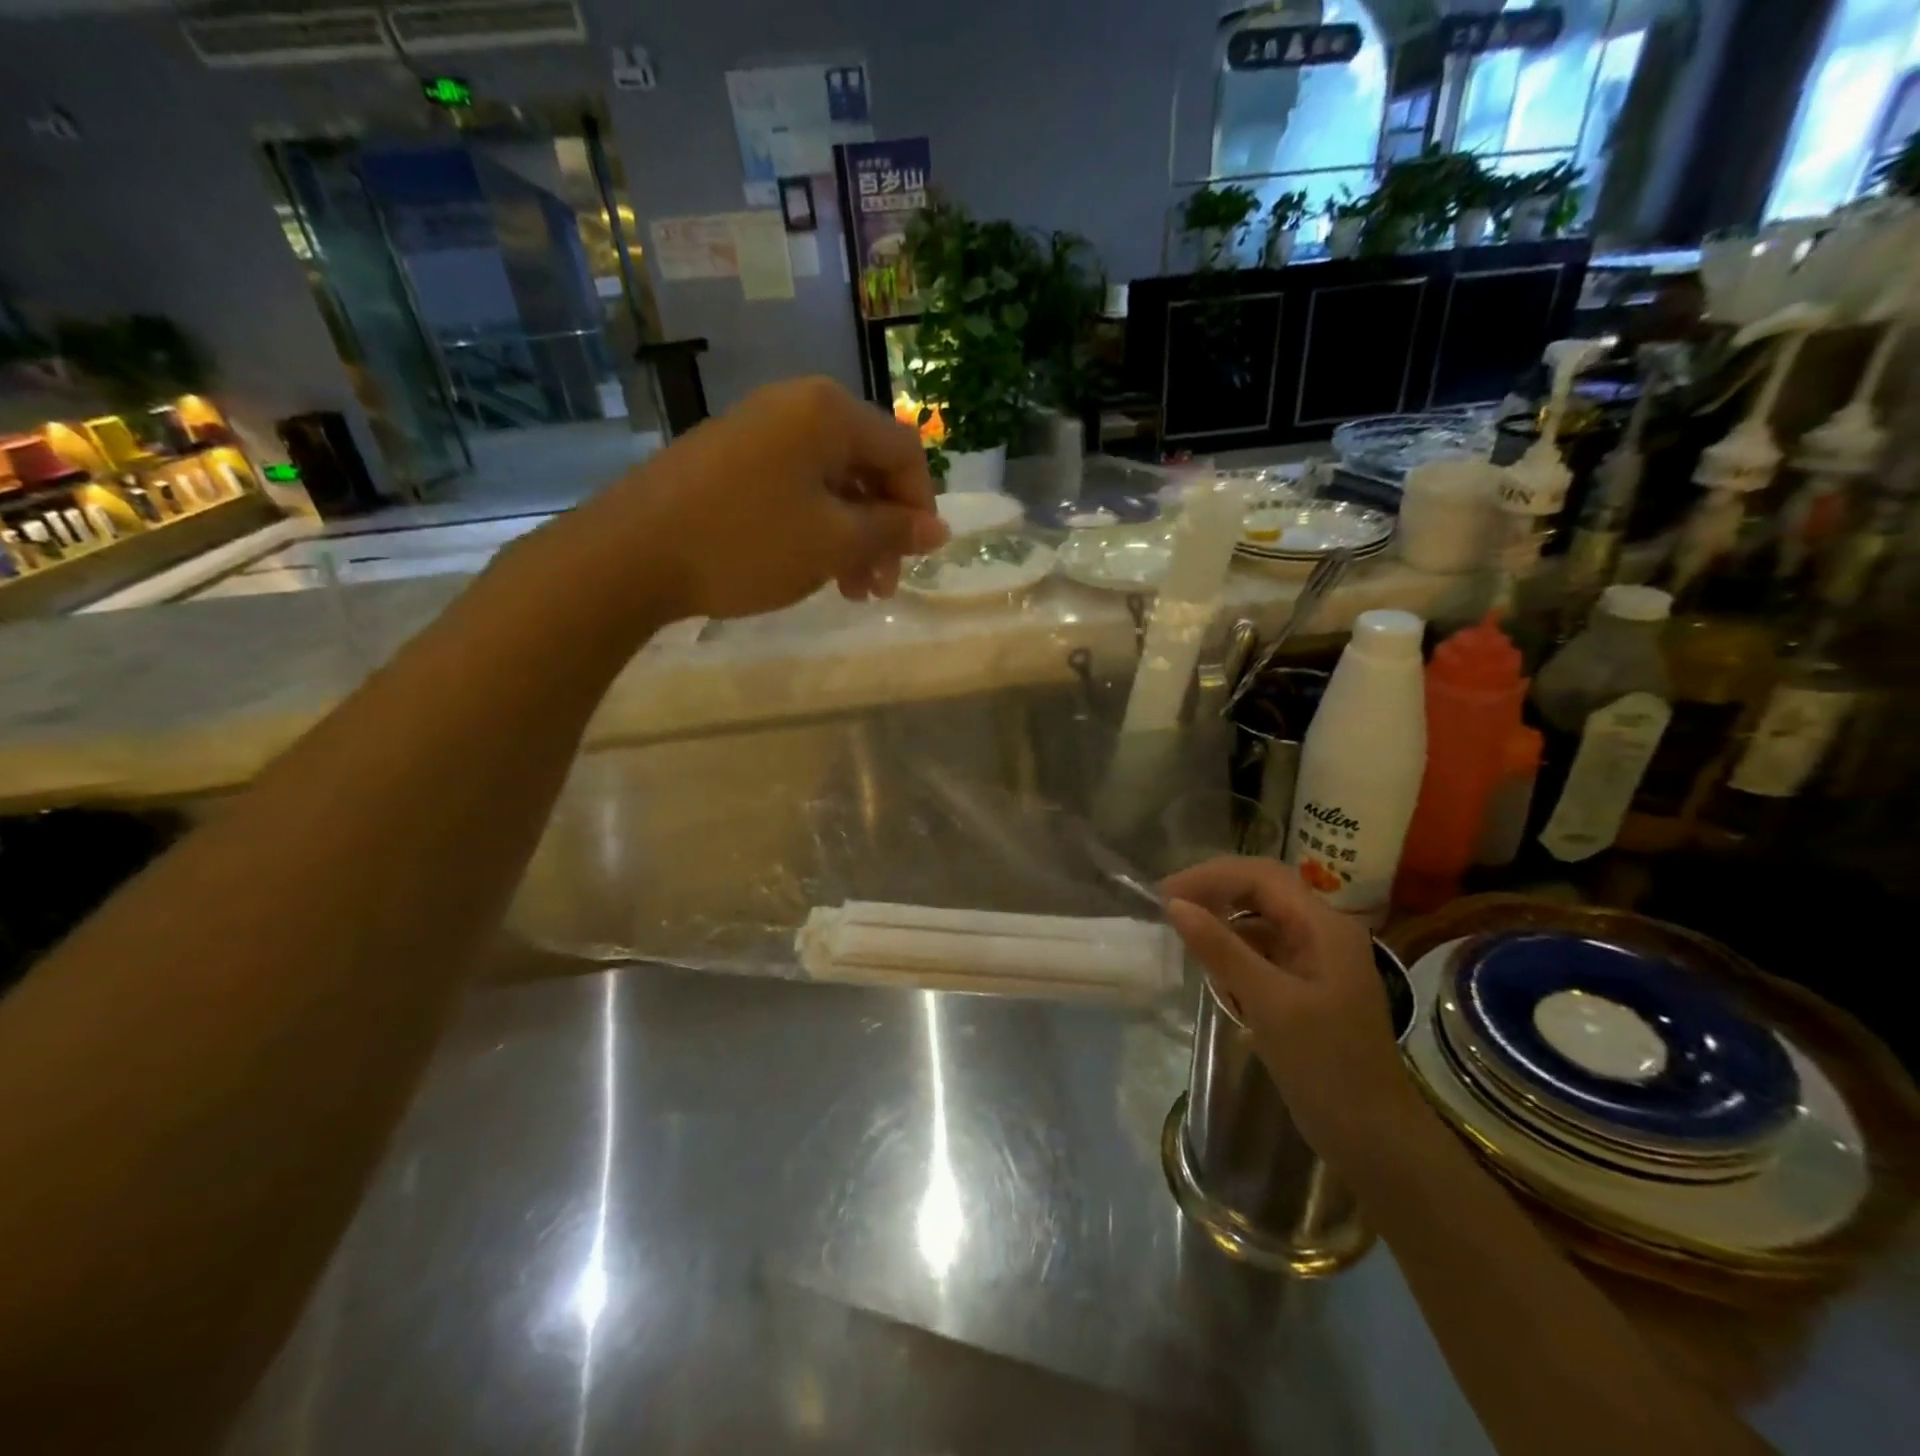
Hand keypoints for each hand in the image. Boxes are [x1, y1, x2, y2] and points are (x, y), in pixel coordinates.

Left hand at [603, 377, 947, 619]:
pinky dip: (815, 528)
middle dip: (883, 530)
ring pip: (830, 484)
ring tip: (850, 591)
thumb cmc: (747, 542)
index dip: (921, 506)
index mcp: (829, 412)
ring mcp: (758, 431)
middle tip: (881, 587)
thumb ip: (892, 532)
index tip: (918, 558)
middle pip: (866, 467)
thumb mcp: (833, 542)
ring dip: (851, 537)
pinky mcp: (730, 459)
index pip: (903, 451)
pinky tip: (812, 569)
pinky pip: (794, 488)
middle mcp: (796, 407)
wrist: (631, 553)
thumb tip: (940, 530)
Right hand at [1161, 856, 1423, 1165]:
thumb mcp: (1270, 1004)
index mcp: (1325, 927)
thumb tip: (1175, 905)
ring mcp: (1316, 960)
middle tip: (1168, 907)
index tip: (1166, 894)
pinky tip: (1212, 968)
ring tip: (1183, 933)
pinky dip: (1234, 951)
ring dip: (1222, 920)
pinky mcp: (1306, 986)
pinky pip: (1264, 951)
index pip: (1262, 876)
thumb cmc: (1328, 1067)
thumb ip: (1222, 950)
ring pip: (1261, 920)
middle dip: (1215, 891)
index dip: (1211, 876)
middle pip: (1262, 891)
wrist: (1375, 1140)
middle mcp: (1324, 933)